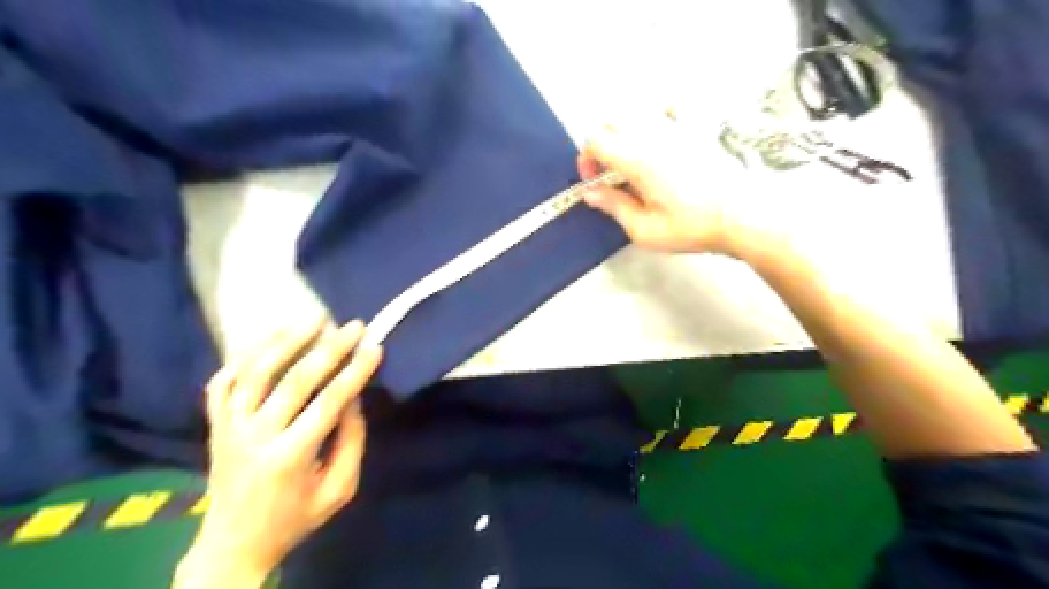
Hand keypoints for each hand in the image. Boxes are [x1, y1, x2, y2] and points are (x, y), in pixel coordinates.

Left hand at [180, 319, 383, 585]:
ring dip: (285, 341)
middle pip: (294, 380)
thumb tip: (353, 399)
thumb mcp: (339, 490)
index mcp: (290, 457)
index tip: (375, 348)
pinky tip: (267, 341)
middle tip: (353, 325)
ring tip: (311, 319)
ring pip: (254, 373)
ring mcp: (229, 428)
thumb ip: (351, 443)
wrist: (231, 546)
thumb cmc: (295, 519)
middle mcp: (255, 436)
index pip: (329, 402)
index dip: (355, 372)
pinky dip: (242, 358)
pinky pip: (222, 383)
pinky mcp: (215, 425)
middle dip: (329, 349)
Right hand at [582, 118, 764, 256]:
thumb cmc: (691, 226)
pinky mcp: (696, 128)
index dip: (586, 159)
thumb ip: (614, 207)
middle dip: (602, 145)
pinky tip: (661, 137)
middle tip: (610, 173)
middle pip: (611, 122)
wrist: (742, 215)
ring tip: (634, 159)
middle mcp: (653, 134)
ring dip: (625, 132)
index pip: (595, 140)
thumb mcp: (644, 230)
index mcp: (637, 159)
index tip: (594, 181)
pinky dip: (657, 116)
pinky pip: (669, 107)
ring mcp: (677, 126)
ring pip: (636, 112)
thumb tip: (590, 193)